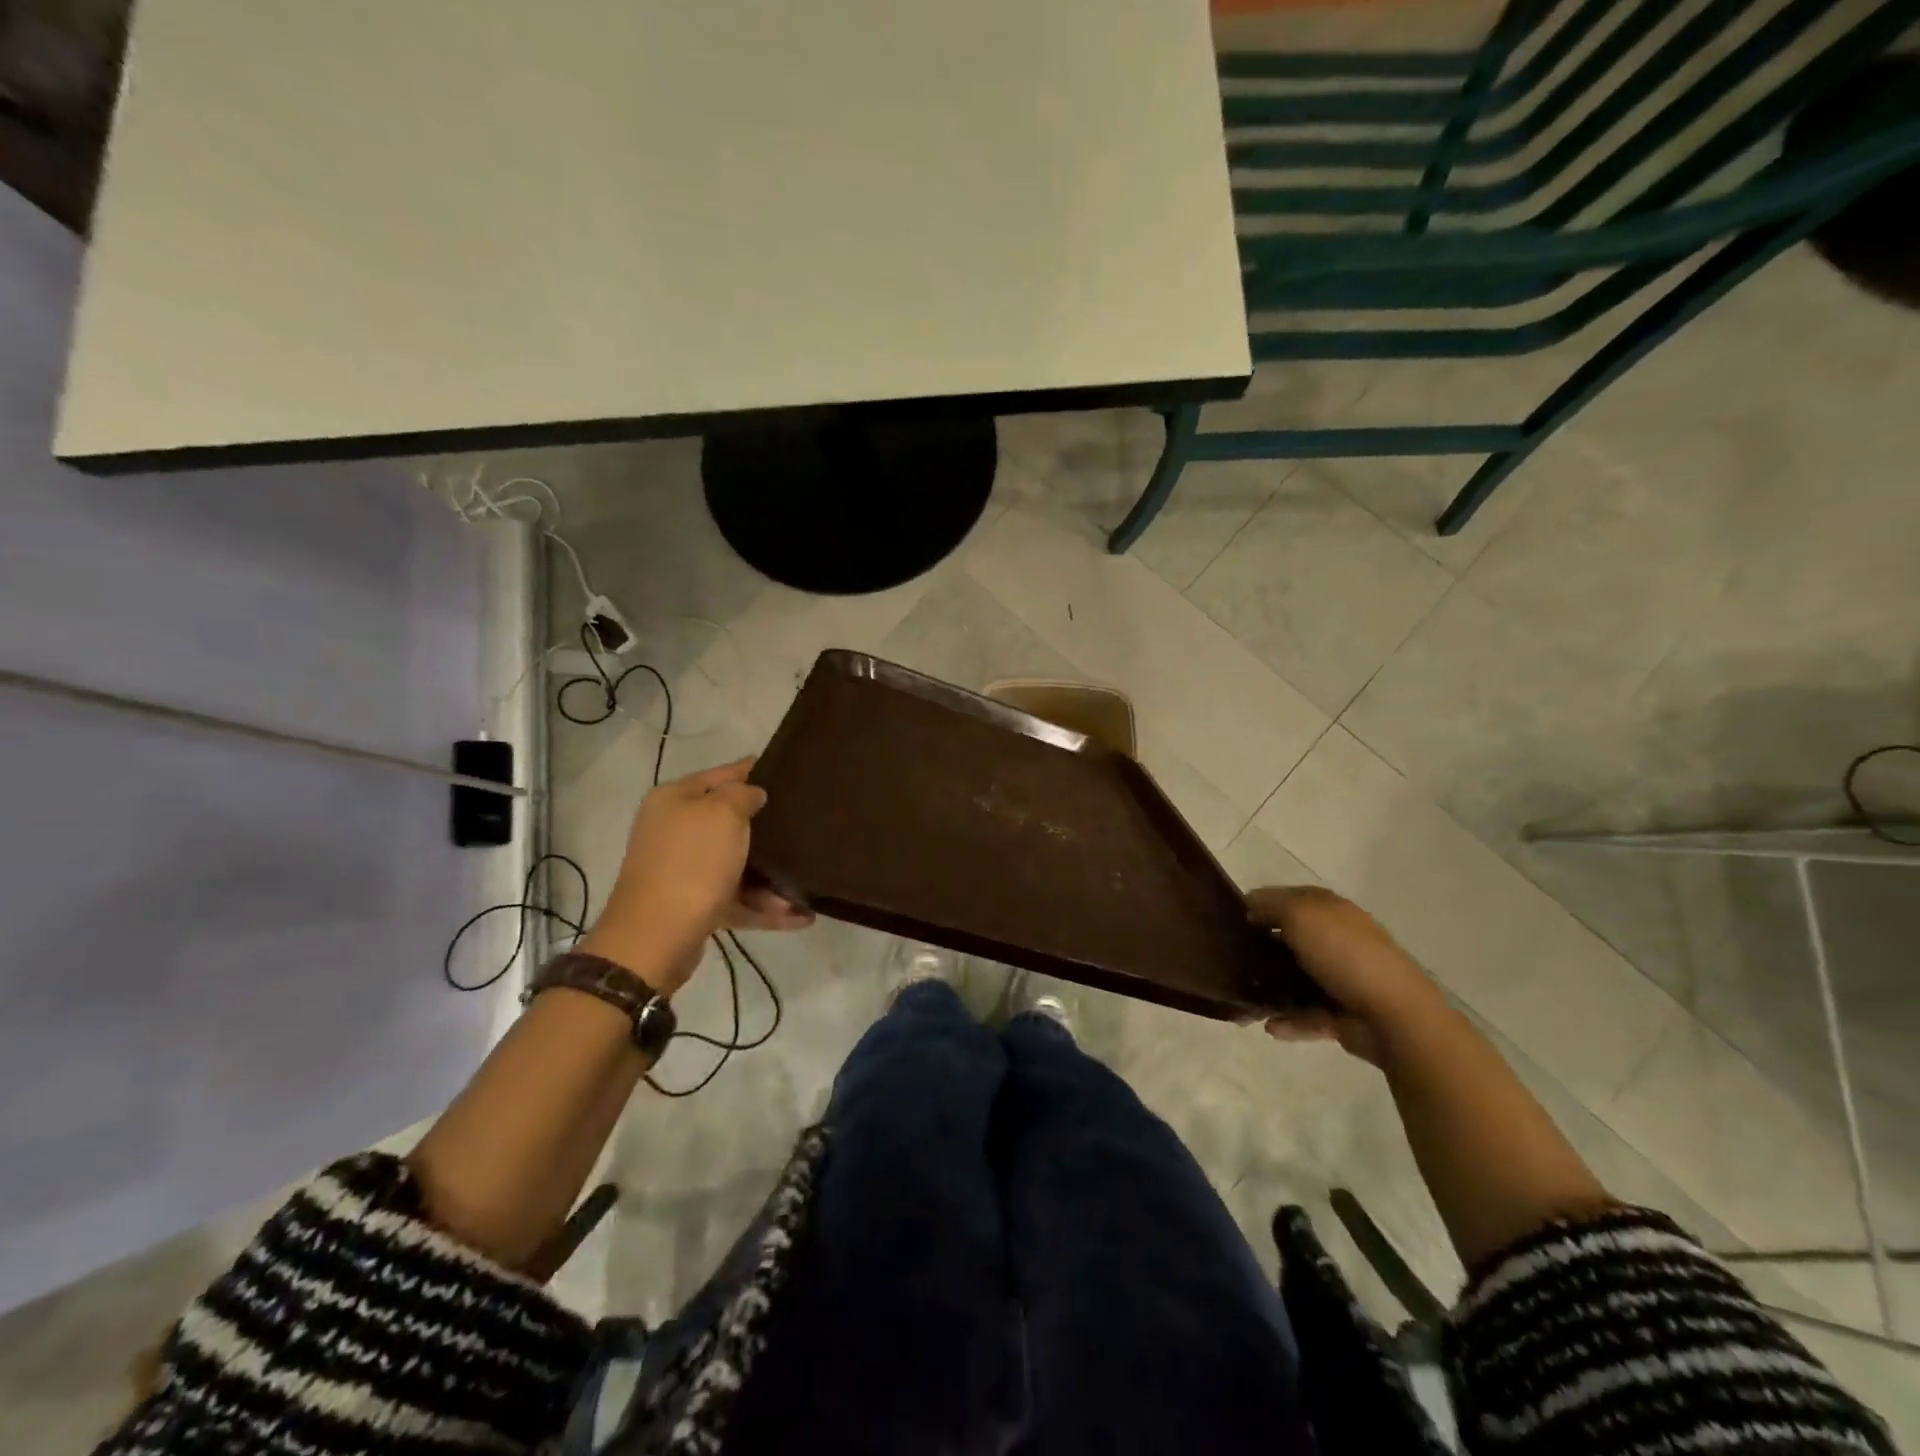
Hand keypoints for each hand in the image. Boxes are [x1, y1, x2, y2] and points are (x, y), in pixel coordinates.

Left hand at [581, 758, 811, 995]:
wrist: (656, 936)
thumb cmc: (692, 862)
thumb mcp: (723, 813)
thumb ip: (743, 794)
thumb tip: (753, 794)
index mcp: (675, 800)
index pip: (721, 775)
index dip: (753, 770)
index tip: (789, 770)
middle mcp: (675, 831)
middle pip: (729, 821)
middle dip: (766, 826)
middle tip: (804, 823)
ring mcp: (684, 870)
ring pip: (736, 864)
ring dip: (771, 875)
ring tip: (807, 884)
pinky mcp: (694, 906)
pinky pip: (738, 900)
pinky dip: (766, 907)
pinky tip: (801, 915)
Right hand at [1248, 886, 1445, 1065]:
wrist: (1394, 1015)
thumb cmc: (1344, 954)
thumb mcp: (1300, 915)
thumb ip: (1270, 905)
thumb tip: (1250, 907)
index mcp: (1331, 910)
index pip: (1290, 898)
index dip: (1261, 903)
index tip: (1232, 918)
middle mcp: (1337, 939)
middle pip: (1291, 938)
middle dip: (1262, 947)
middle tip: (1232, 958)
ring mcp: (1342, 978)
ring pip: (1296, 978)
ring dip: (1271, 988)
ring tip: (1246, 999)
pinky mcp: (1343, 1014)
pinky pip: (1307, 1015)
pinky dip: (1289, 1021)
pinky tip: (1270, 1026)